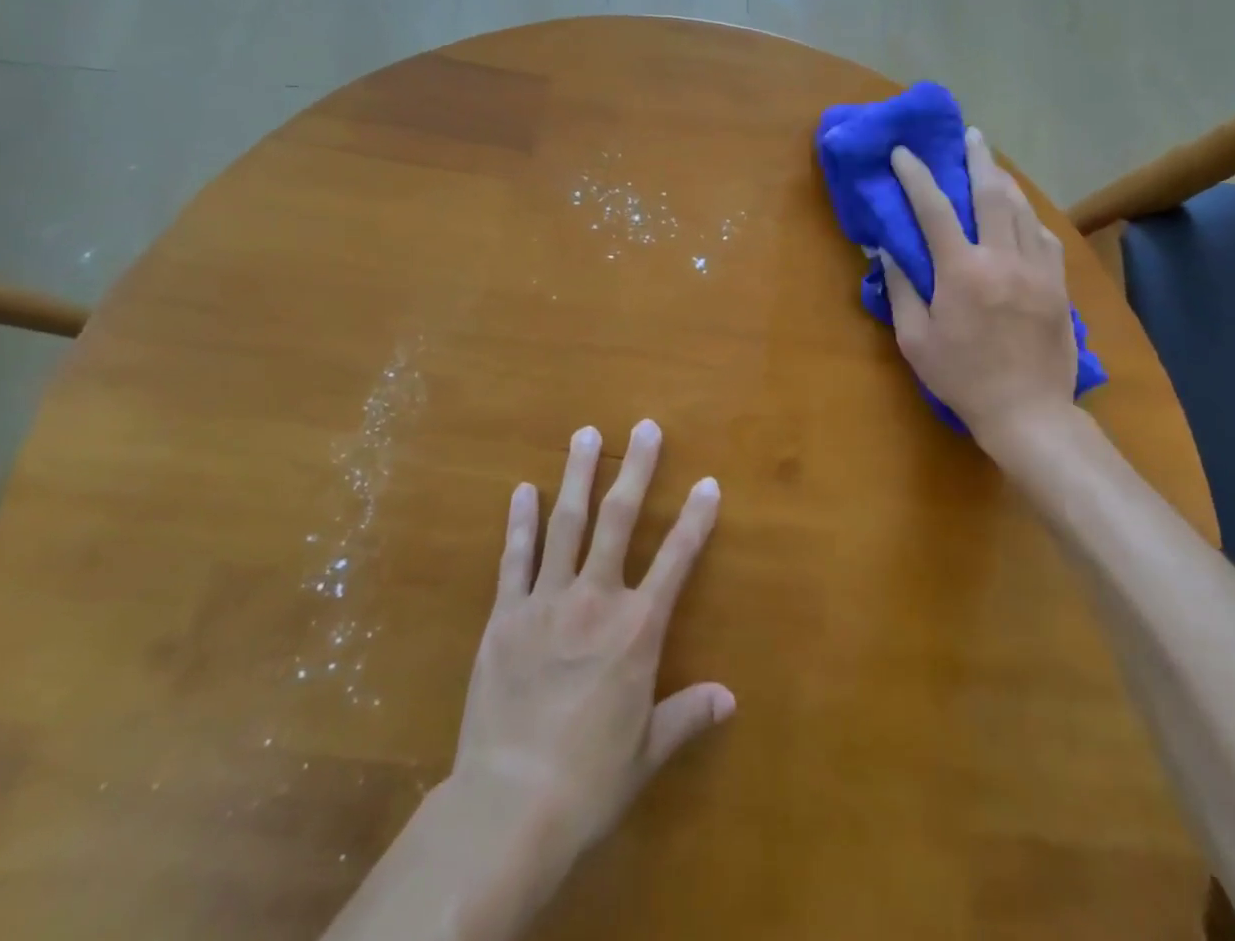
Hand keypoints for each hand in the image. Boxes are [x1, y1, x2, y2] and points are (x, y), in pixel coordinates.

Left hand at [453, 420, 732, 866]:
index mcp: (637, 631)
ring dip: (578, 476)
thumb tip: (729, 698)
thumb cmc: (588, 781)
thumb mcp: (646, 752)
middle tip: (645, 427)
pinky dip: (520, 522)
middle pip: (619, 521)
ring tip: (585, 434)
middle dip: (636, 470)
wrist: (508, 807)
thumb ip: (687, 715)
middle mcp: (595, 601)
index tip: (708, 482)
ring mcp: (546, 602)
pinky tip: (523, 490)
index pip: (677, 560)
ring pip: (566, 524)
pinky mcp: (505, 615)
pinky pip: (515, 559)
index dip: (696, 519)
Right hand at [881, 127, 1079, 449]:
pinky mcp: (1057, 284)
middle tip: (969, 135)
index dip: (916, 176)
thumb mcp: (915, 339)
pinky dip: (1028, 216)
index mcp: (961, 272)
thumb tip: (887, 250)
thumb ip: (901, 289)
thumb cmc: (961, 378)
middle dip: (977, 159)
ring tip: (993, 164)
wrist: (1027, 411)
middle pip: (991, 194)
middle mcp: (1002, 258)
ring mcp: (1036, 269)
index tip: (904, 153)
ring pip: (1022, 209)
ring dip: (1005, 181)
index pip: (934, 209)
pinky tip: (1021, 213)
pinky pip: (1044, 236)